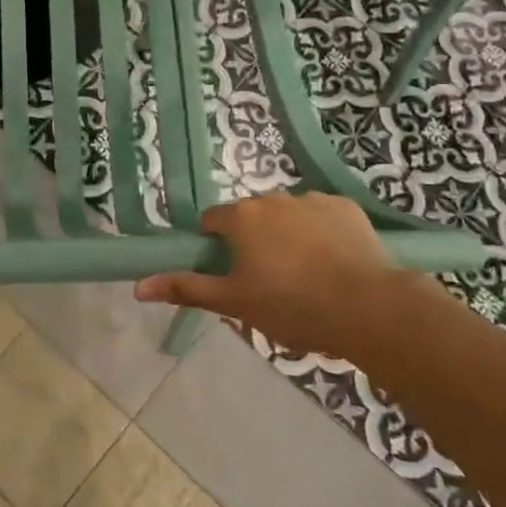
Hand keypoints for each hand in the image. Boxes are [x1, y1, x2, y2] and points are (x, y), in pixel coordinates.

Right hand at [135, 192, 409, 358]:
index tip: (231, 273)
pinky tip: (335, 263)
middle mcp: (272, 198)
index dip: (217, 247)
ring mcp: (312, 199)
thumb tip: (137, 286)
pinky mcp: (346, 207)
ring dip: (288, 236)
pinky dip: (323, 233)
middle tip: (269, 281)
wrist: (368, 308)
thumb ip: (185, 288)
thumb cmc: (291, 306)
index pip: (213, 222)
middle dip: (254, 241)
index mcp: (241, 217)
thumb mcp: (234, 303)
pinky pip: (323, 216)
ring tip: (308, 276)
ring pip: (288, 216)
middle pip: (251, 217)